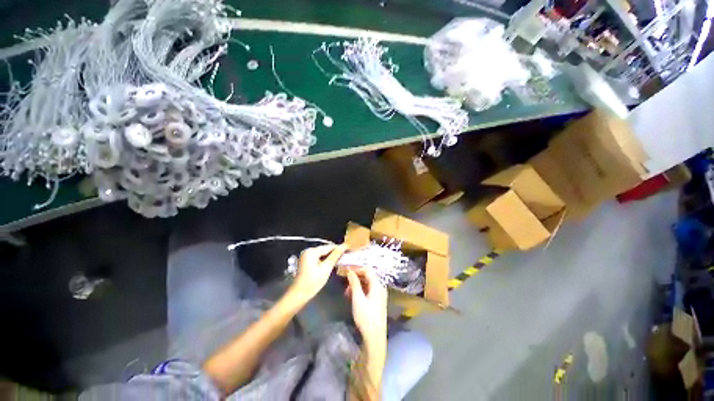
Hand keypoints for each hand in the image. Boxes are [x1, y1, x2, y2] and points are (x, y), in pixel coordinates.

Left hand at [290, 244, 346, 300]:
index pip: (329, 247)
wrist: (299, 294)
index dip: (340, 248)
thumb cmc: (313, 282)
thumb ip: (335, 256)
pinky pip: (319, 257)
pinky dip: (325, 259)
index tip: (349, 250)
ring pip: (323, 253)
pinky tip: (332, 263)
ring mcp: (307, 255)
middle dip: (335, 252)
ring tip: (342, 259)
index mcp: (312, 251)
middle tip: (346, 255)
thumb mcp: (326, 268)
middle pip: (325, 249)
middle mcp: (308, 250)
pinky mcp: (307, 261)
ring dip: (331, 256)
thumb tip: (344, 246)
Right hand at [345, 267, 387, 346]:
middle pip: (367, 276)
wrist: (374, 338)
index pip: (367, 270)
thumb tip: (350, 271)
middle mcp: (380, 287)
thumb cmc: (366, 317)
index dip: (356, 268)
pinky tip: (351, 296)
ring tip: (346, 291)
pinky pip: (367, 290)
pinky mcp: (376, 301)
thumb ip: (354, 283)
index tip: (346, 268)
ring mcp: (379, 295)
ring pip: (366, 284)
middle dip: (355, 276)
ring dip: (356, 284)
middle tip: (344, 279)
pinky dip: (359, 291)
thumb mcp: (357, 299)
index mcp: (377, 285)